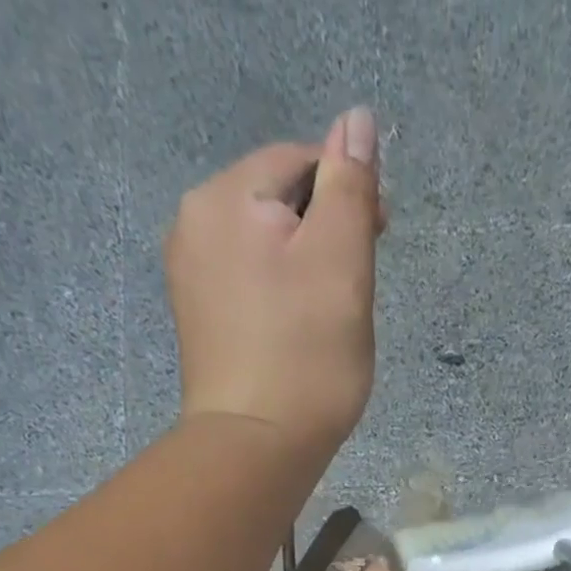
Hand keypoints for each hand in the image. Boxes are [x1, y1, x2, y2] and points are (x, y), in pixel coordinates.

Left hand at [164, 108, 382, 465]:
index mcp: (225, 198)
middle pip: (278, 204)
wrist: (255, 450)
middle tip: (354, 296)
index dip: (347, 193)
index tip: (380, 242)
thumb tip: (357, 120)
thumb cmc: (307, 358)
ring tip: (329, 321)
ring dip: (305, 270)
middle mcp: (194, 224)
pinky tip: (298, 336)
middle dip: (324, 236)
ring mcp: (190, 277)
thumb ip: (349, 187)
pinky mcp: (198, 322)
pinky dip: (280, 299)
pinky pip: (249, 286)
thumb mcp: (342, 264)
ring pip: (265, 249)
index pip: (299, 163)